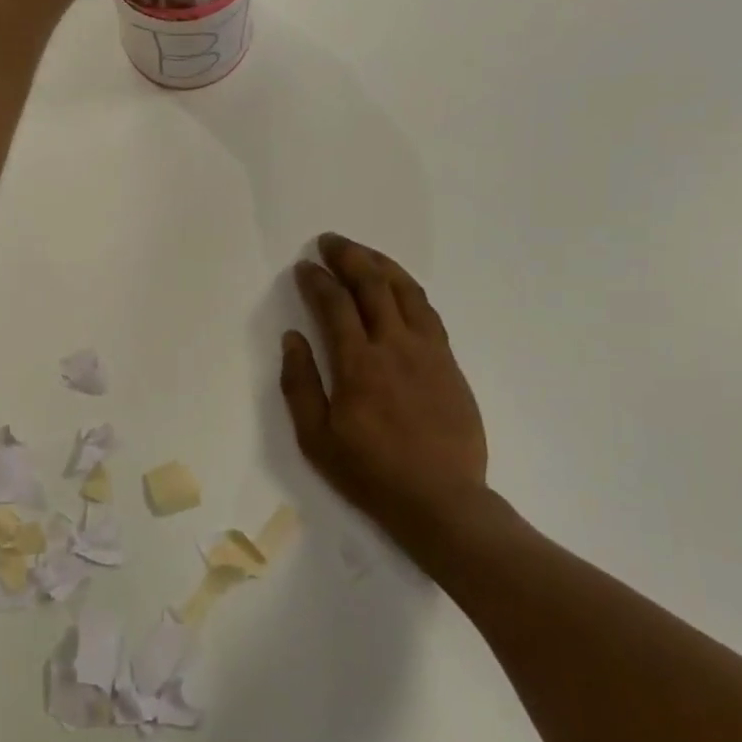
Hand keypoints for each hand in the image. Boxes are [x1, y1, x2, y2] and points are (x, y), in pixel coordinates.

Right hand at [281, 234, 495, 573]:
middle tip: (330, 241)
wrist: (441, 499)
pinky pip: (428, 312)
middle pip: (372, 285)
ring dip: (382, 264)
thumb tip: (292, 338)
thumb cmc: (370, 472)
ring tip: (363, 252)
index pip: (335, 305)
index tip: (304, 266)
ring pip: (406, 291)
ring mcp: (428, 351)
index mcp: (358, 364)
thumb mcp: (316, 438)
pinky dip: (409, 290)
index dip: (317, 280)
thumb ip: (300, 384)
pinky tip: (399, 287)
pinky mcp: (449, 362)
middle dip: (349, 256)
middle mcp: (394, 346)